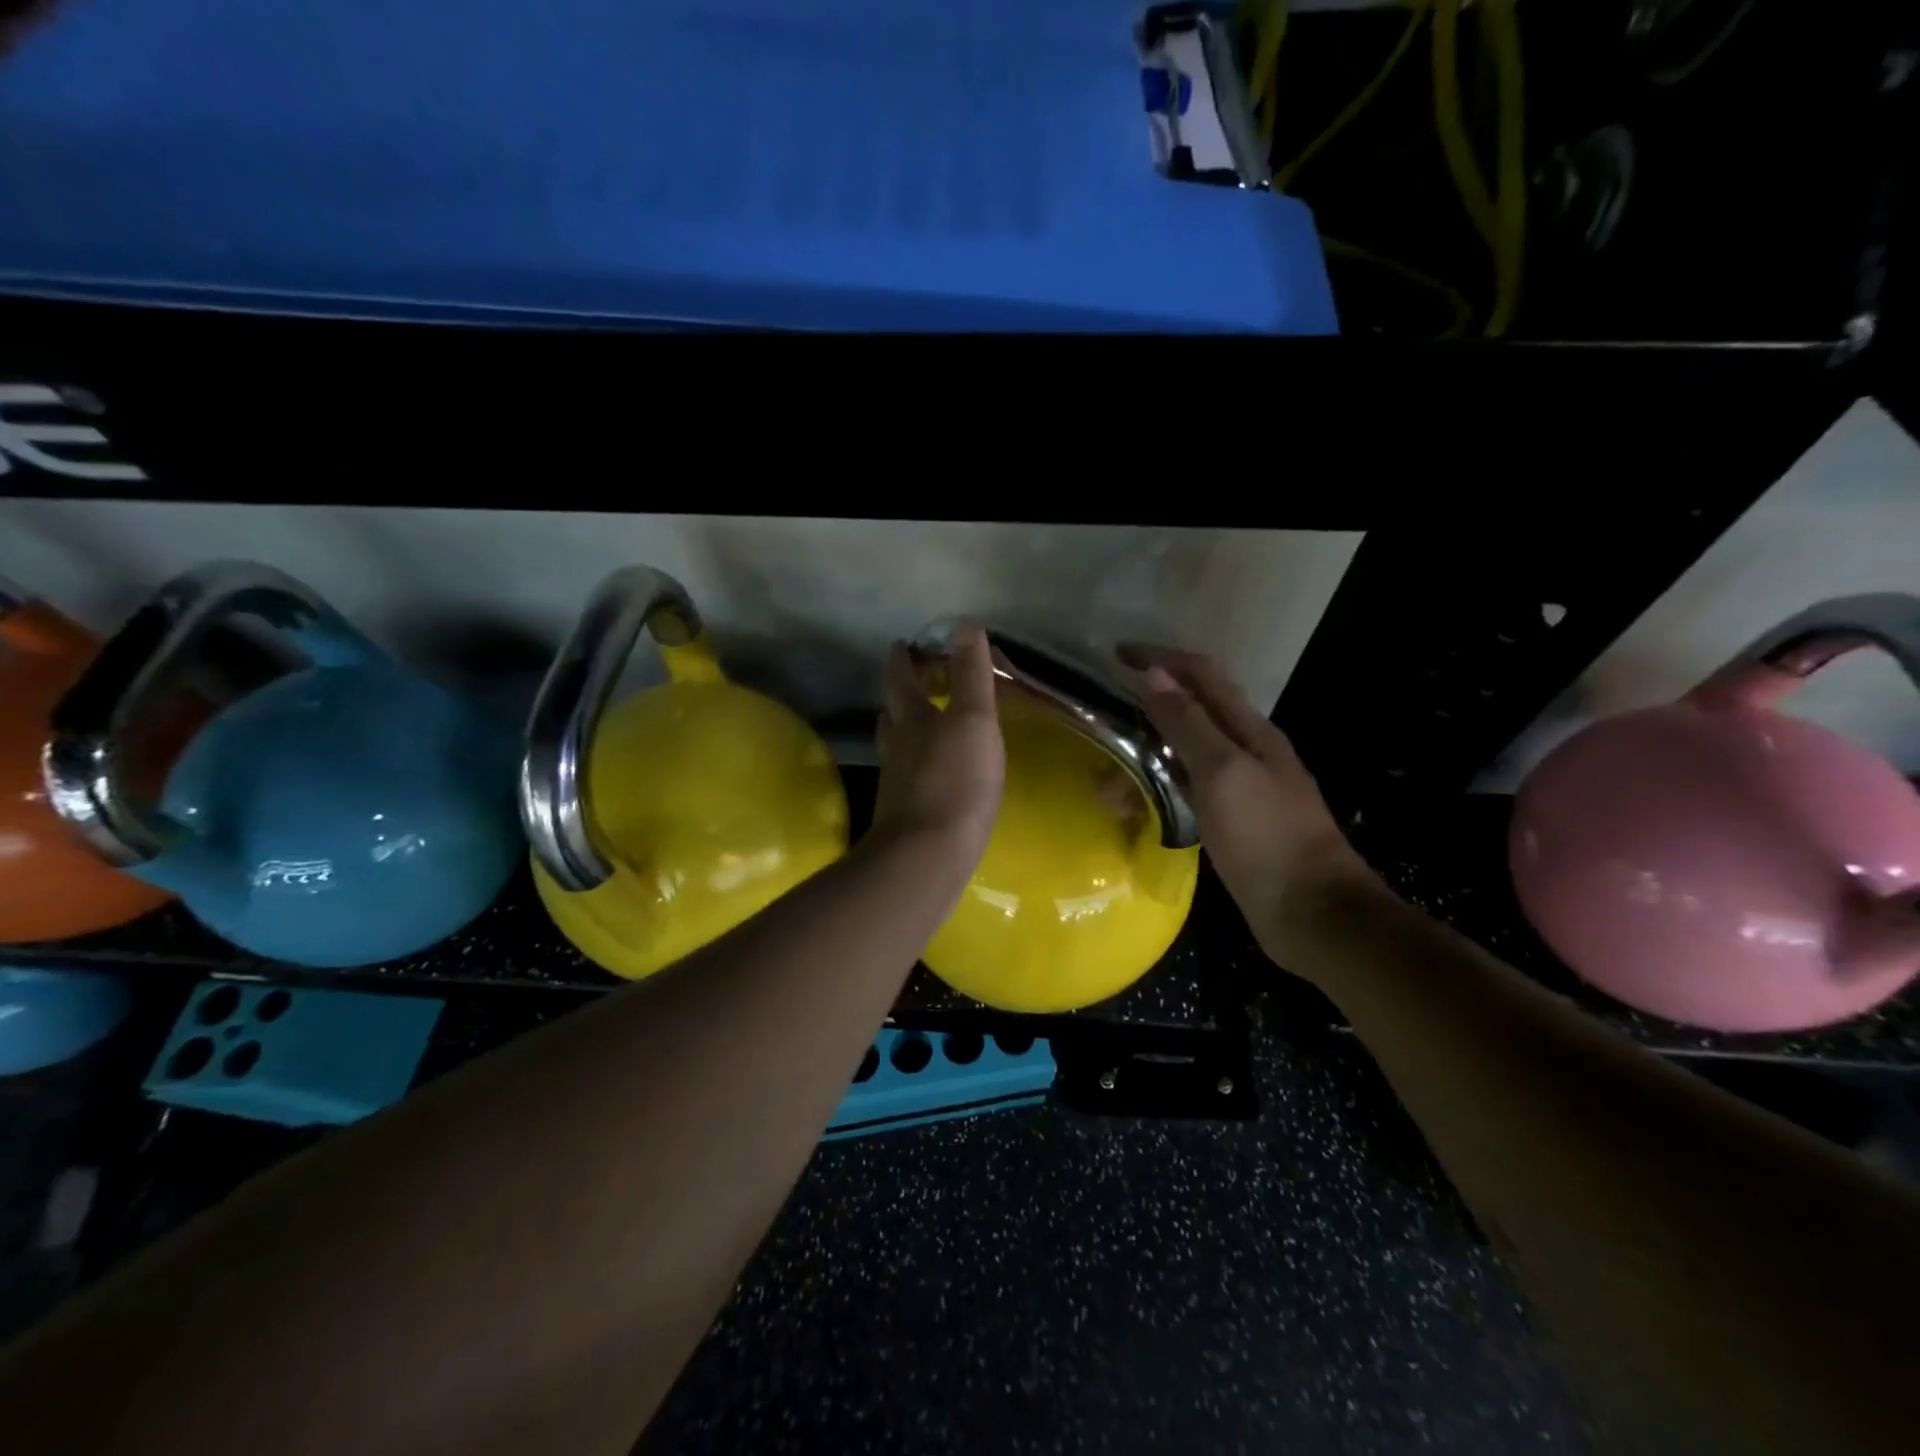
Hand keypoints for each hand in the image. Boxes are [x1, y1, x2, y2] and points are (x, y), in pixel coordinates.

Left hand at [874, 622, 1004, 864]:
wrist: (929, 855)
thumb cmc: (956, 781)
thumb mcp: (972, 720)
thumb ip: (970, 674)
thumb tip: (963, 624)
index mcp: (913, 718)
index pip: (901, 678)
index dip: (902, 658)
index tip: (901, 643)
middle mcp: (898, 746)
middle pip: (893, 711)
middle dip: (902, 693)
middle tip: (913, 681)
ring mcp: (898, 781)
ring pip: (897, 745)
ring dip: (905, 729)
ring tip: (920, 724)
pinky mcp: (906, 812)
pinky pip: (909, 776)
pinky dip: (918, 764)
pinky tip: (933, 773)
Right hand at [1121, 645, 1377, 968]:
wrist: (1312, 913)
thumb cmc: (1267, 836)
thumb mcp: (1222, 772)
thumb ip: (1188, 723)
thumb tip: (1154, 674)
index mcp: (1249, 730)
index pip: (1201, 674)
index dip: (1159, 658)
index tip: (1114, 655)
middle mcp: (1245, 750)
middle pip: (1189, 713)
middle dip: (1143, 713)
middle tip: (1101, 731)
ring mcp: (1240, 788)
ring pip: (1183, 757)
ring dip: (1144, 762)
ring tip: (1108, 792)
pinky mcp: (1232, 822)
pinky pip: (1185, 792)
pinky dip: (1157, 793)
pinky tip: (1137, 813)